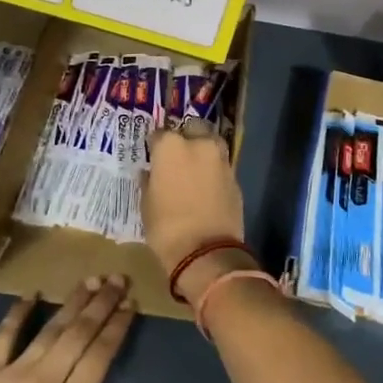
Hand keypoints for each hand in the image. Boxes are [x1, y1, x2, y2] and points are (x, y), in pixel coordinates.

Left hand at [0, 276, 160, 382]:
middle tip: (118, 278)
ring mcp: (12, 374)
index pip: (100, 356)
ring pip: (50, 329)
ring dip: (72, 302)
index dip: (117, 327)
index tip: (131, 304)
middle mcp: (45, 382)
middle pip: (79, 333)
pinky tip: (31, 294)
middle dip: (101, 303)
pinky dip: (18, 312)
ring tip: (90, 280)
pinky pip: (4, 335)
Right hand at [144, 124, 254, 300]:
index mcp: (171, 146)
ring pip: (211, 144)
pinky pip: (220, 166)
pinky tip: (205, 186)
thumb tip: (150, 173)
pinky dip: (213, 171)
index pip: (159, 134)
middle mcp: (198, 145)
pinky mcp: (235, 178)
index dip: (155, 146)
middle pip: (192, 129)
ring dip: (202, 151)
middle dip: (185, 137)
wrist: (206, 253)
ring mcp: (220, 160)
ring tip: (193, 169)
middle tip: (176, 157)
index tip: (152, 156)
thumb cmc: (166, 228)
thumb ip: (149, 181)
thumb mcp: (147, 204)